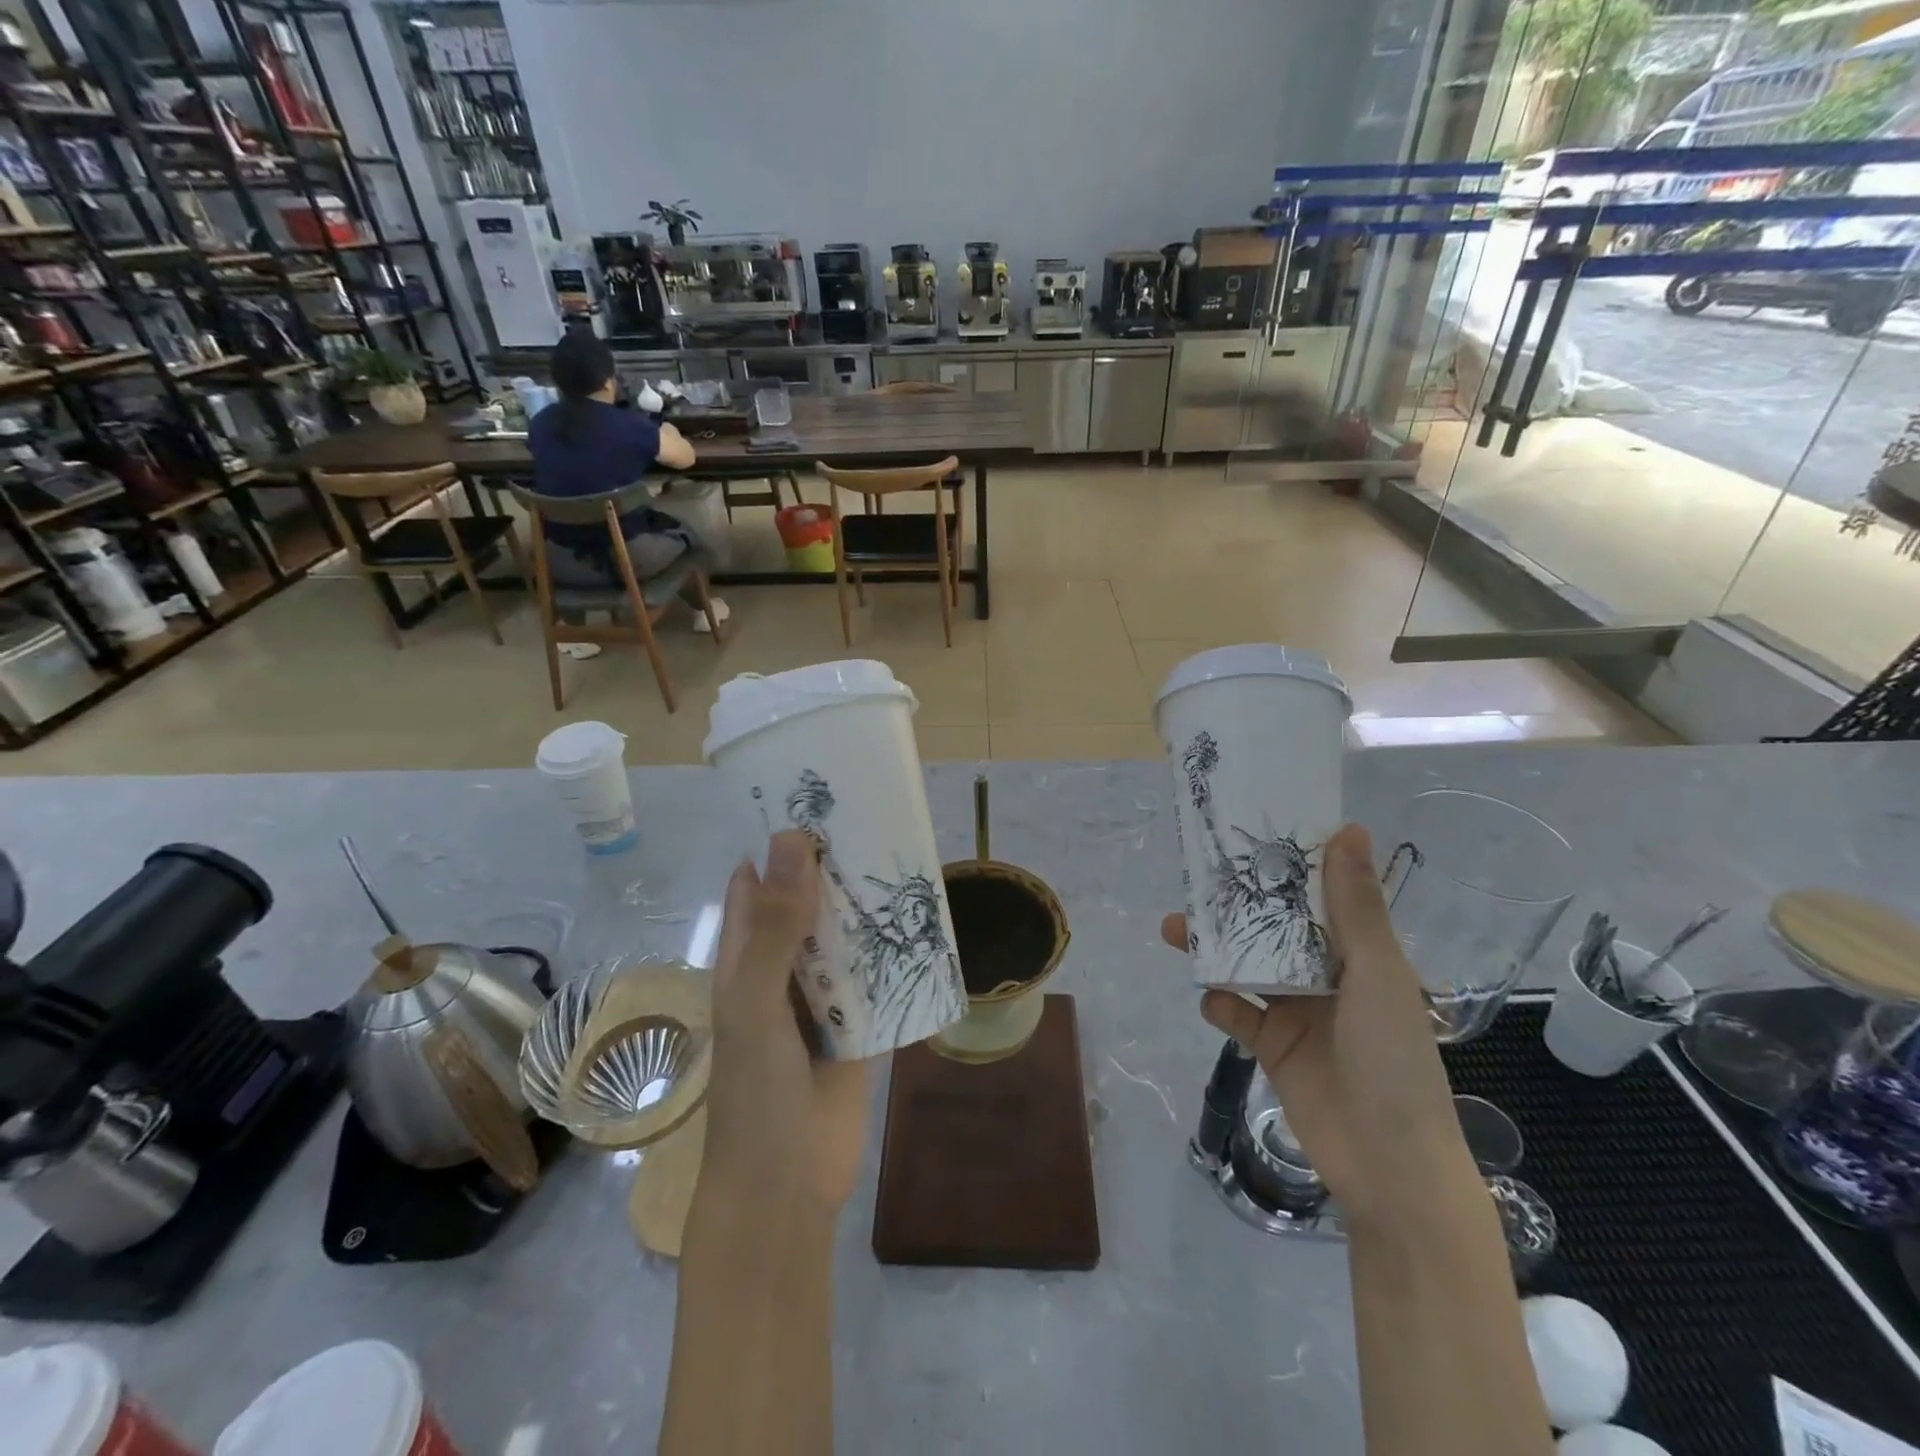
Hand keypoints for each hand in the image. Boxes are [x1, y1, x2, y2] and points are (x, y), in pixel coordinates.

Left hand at [705, 830, 869, 1212]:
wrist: (787, 1186)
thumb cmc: (754, 1091)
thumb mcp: (755, 1001)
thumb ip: (775, 925)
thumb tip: (794, 840)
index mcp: (745, 953)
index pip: (758, 879)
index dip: (780, 839)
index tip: (818, 795)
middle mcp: (783, 964)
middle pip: (809, 900)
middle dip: (836, 864)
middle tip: (878, 815)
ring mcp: (822, 993)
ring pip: (847, 933)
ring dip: (869, 903)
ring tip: (907, 854)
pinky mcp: (859, 1020)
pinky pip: (878, 973)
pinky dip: (895, 949)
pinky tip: (926, 921)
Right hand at [1165, 823, 1476, 1229]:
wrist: (1389, 1164)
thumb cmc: (1394, 1059)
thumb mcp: (1376, 975)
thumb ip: (1354, 907)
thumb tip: (1349, 828)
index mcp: (1359, 954)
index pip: (1318, 896)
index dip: (1287, 865)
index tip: (1250, 833)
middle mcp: (1324, 975)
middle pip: (1272, 927)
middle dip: (1235, 905)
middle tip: (1195, 879)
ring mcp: (1295, 1011)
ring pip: (1245, 965)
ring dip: (1213, 948)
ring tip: (1175, 928)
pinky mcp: (1270, 1045)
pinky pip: (1235, 1012)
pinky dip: (1219, 1001)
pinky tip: (1209, 996)